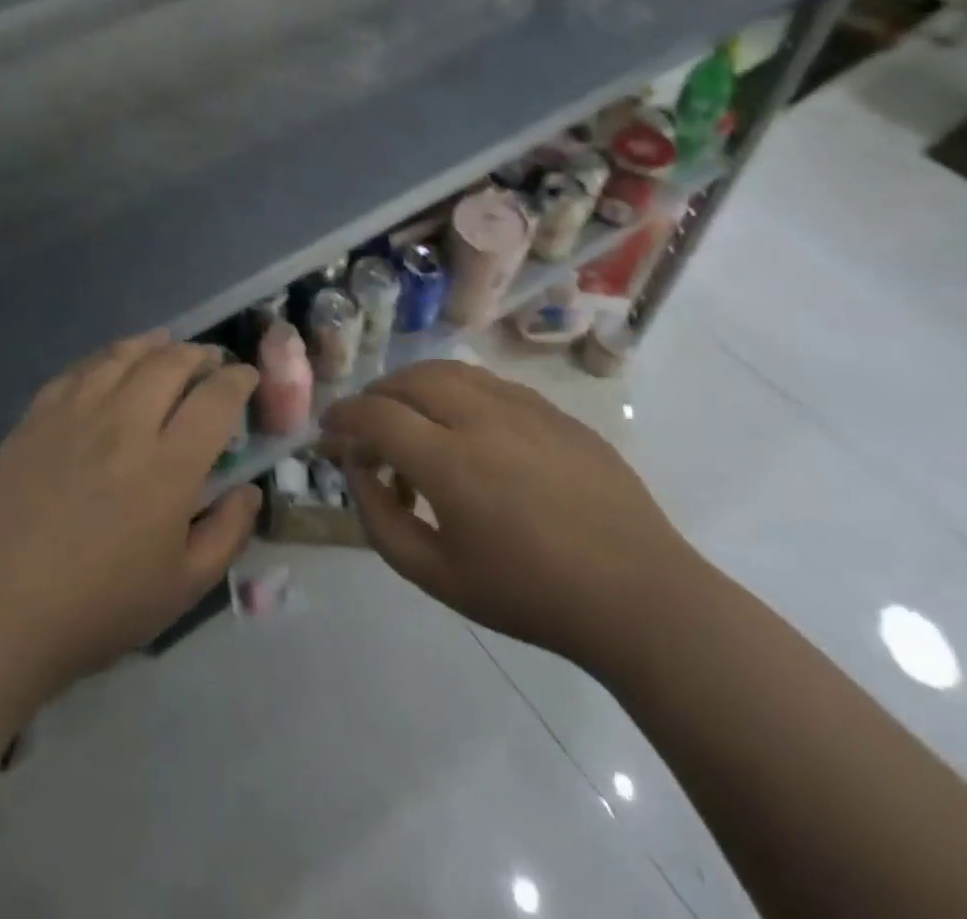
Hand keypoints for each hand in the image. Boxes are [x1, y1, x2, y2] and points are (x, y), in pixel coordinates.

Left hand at [0, 333, 261, 699]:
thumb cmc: (97, 608)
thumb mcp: (182, 588)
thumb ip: (228, 532)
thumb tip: (249, 489)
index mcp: (168, 465)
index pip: (216, 397)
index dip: (238, 379)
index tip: (246, 378)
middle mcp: (125, 424)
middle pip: (172, 362)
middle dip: (201, 355)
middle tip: (210, 364)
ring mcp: (76, 414)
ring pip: (125, 355)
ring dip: (156, 345)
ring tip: (167, 348)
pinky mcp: (37, 416)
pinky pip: (80, 368)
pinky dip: (107, 357)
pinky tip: (113, 364)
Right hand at [322, 360, 696, 677]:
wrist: (638, 596)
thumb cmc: (530, 595)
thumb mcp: (437, 577)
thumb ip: (382, 520)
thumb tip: (359, 471)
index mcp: (450, 462)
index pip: (377, 415)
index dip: (344, 416)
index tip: (329, 429)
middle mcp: (482, 418)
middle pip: (411, 379)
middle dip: (376, 395)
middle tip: (366, 423)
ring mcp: (525, 408)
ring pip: (452, 371)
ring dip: (416, 385)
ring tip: (410, 415)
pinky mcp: (556, 411)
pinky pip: (492, 384)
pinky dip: (459, 391)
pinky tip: (466, 425)